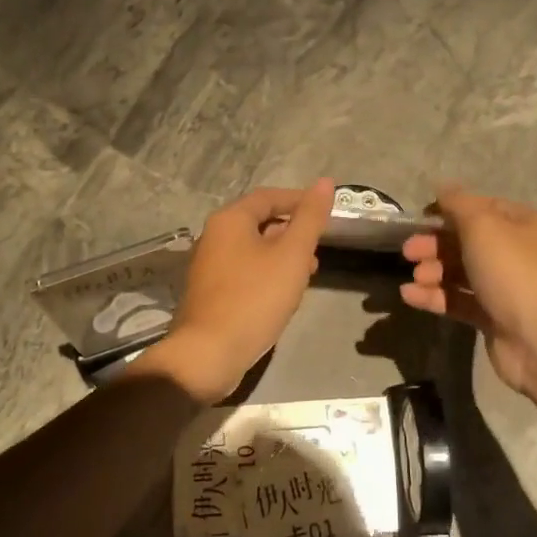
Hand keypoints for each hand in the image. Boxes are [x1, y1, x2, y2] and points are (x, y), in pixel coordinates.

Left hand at [137, 179, 334, 402]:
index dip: (300, 201)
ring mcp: (209, 266)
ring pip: (253, 249)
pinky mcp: (210, 292)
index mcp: (230, 220)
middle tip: (320, 248)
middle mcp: (214, 236)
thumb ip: (310, 219)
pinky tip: (283, 295)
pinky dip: (267, 274)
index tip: (326, 213)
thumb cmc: (254, 299)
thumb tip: (325, 182)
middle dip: (293, 231)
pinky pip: (244, 271)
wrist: (209, 353)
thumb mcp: (292, 255)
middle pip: (260, 222)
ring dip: (283, 255)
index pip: (269, 196)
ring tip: (308, 273)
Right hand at [400, 186, 536, 400]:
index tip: (422, 216)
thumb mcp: (483, 226)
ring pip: (462, 272)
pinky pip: (459, 300)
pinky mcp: (493, 317)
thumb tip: (442, 186)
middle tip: (408, 251)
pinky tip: (410, 296)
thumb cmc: (513, 272)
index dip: (452, 209)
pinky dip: (435, 297)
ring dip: (434, 271)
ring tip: (415, 276)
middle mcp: (519, 254)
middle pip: (469, 241)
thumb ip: (458, 204)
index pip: (484, 208)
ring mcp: (507, 288)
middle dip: (436, 244)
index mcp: (526, 225)